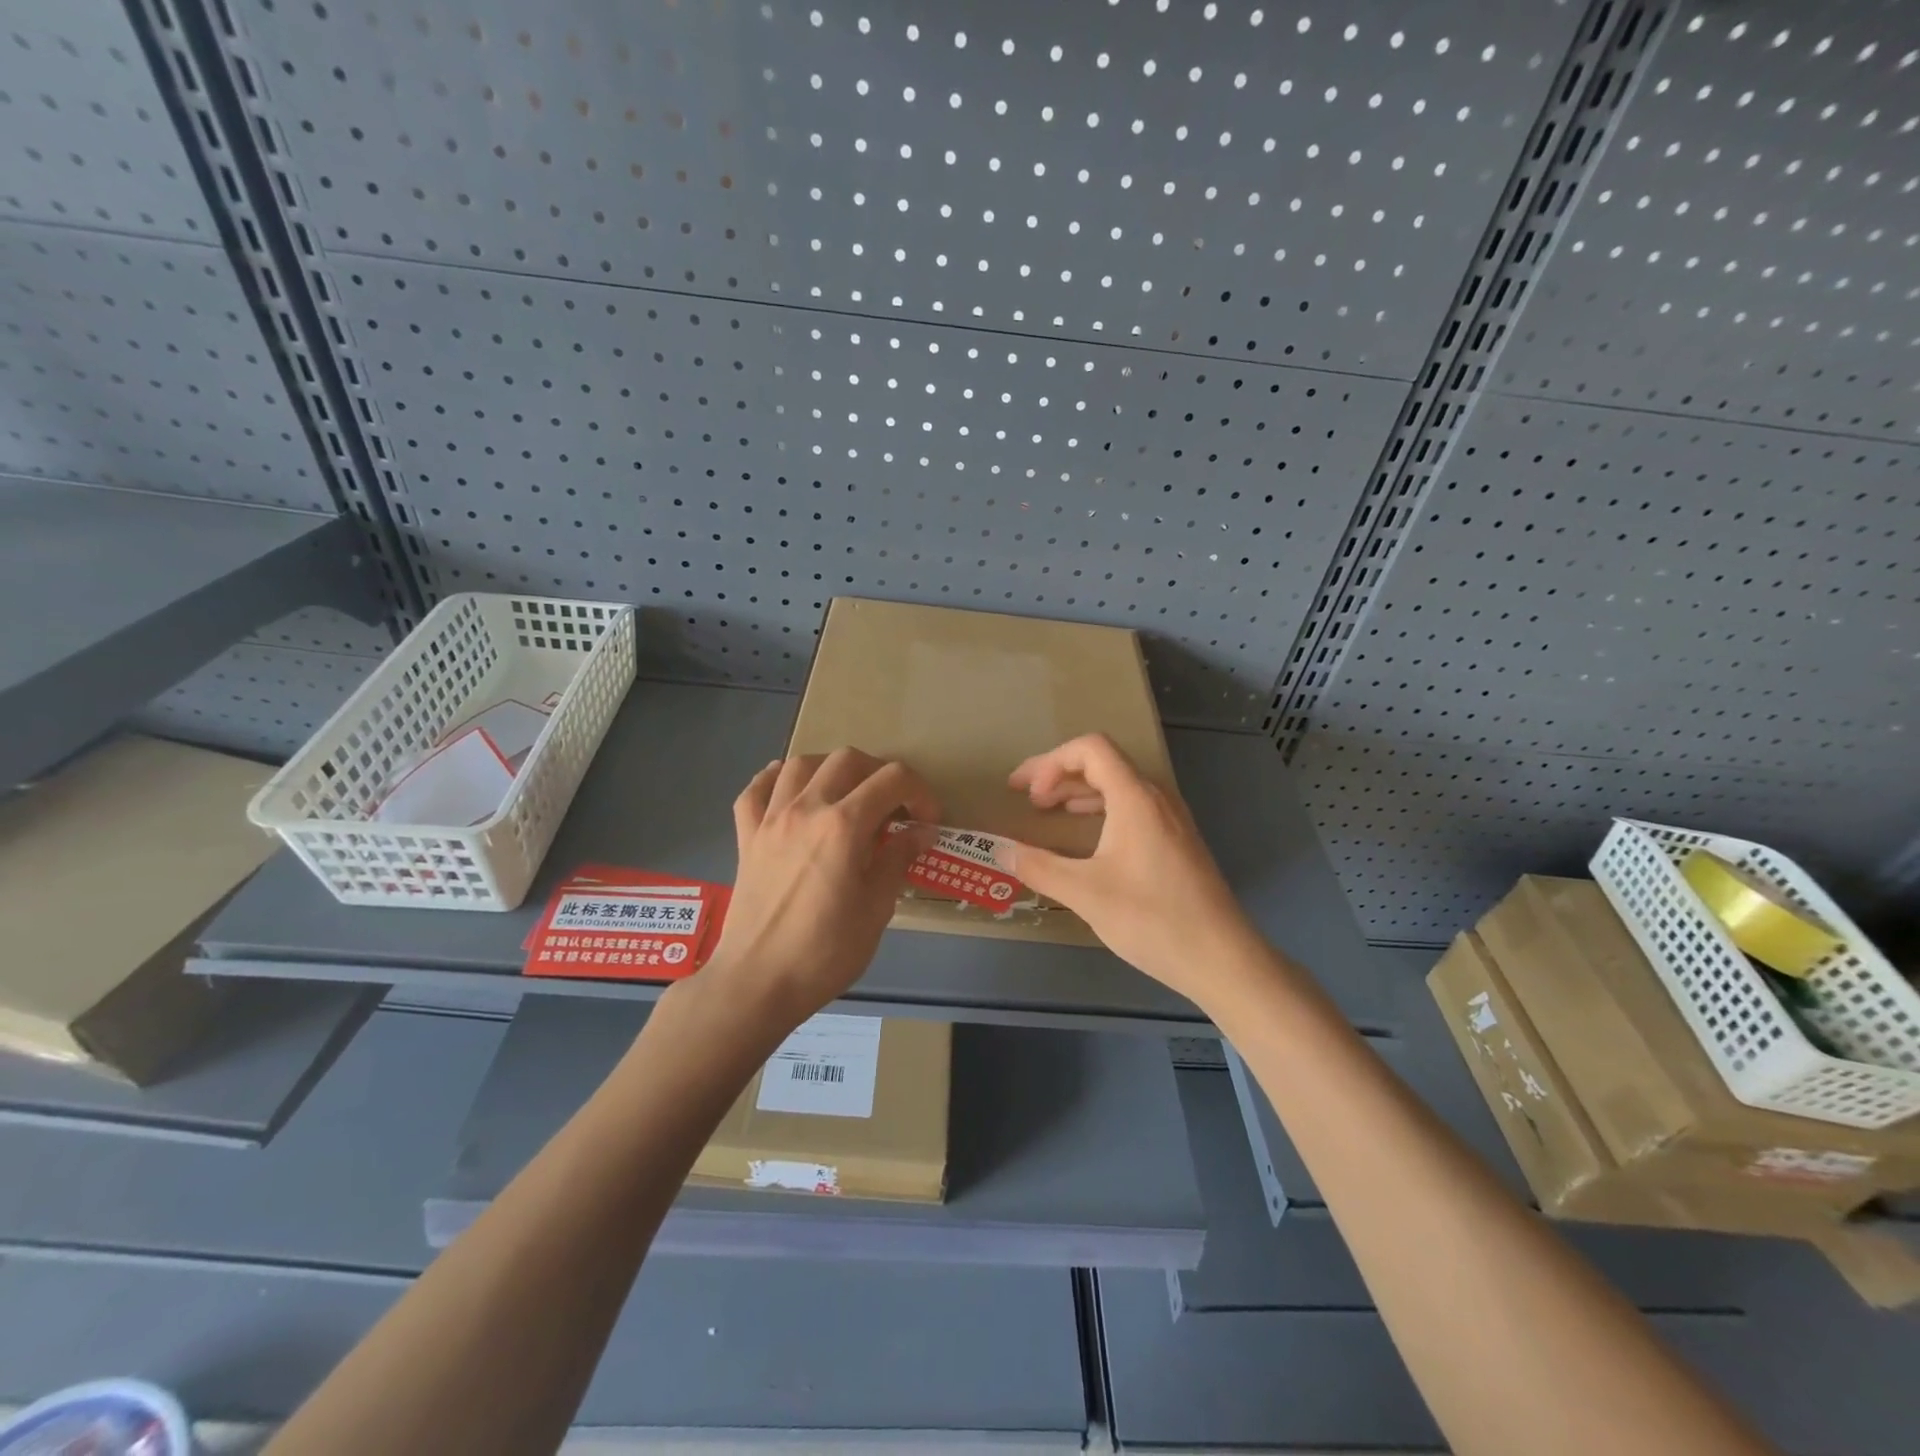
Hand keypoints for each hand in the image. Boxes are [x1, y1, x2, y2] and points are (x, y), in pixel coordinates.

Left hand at [700, 749, 939, 1030]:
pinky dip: (776, 780)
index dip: (920, 792)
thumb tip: (921, 831)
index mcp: (844, 825)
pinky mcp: (746, 836)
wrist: (757, 982)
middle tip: (892, 805)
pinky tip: (790, 792)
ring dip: (830, 769)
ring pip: (801, 763)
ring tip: (845, 793)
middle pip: (848, 759)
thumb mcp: (876, 908)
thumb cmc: (825, 952)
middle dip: (879, 773)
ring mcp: (771, 819)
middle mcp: (806, 808)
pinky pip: (756, 789)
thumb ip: (897, 859)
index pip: (892, 779)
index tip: (927, 820)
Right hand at [994, 734, 1258, 1004]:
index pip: (1090, 749)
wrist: (1222, 958)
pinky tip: (1087, 838)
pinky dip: (1101, 809)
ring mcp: (1172, 819)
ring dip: (1079, 792)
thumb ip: (1038, 867)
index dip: (1050, 762)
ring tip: (1050, 812)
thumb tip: (998, 849)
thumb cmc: (1152, 919)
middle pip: (1103, 763)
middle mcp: (1156, 798)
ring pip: (1119, 785)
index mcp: (1135, 798)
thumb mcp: (1085, 893)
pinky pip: (1133, 807)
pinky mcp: (1178, 841)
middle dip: (1058, 775)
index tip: (1026, 794)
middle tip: (1028, 800)